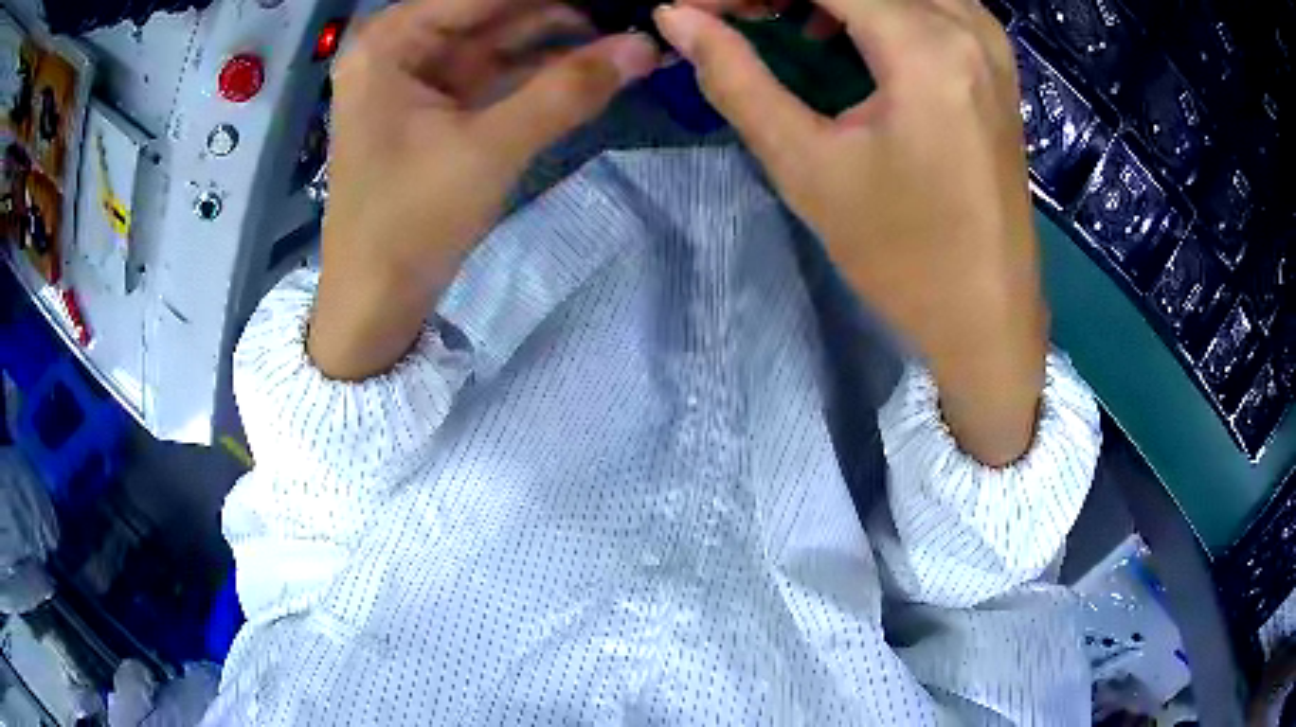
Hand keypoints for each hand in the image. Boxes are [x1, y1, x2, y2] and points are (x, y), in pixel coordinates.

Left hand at [309, 0, 658, 380]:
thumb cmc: (410, 224)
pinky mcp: (438, 103)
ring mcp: (420, 74)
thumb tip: (645, 46)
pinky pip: (498, 70)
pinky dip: (543, 69)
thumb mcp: (490, 149)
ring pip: (503, 37)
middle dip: (562, 11)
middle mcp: (402, 44)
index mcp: (392, 40)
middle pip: (494, 10)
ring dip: (562, 37)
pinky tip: (596, 60)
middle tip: (630, 12)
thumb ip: (568, 90)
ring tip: (626, 29)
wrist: (374, 303)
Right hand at [655, 0, 1046, 464]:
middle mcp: (966, 23)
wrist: (988, 315)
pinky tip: (838, 33)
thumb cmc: (903, 255)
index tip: (695, 9)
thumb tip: (676, 16)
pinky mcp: (993, 60)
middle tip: (733, 15)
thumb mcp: (808, 166)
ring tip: (775, 19)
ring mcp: (987, 39)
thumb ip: (736, 77)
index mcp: (926, 46)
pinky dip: (870, 4)